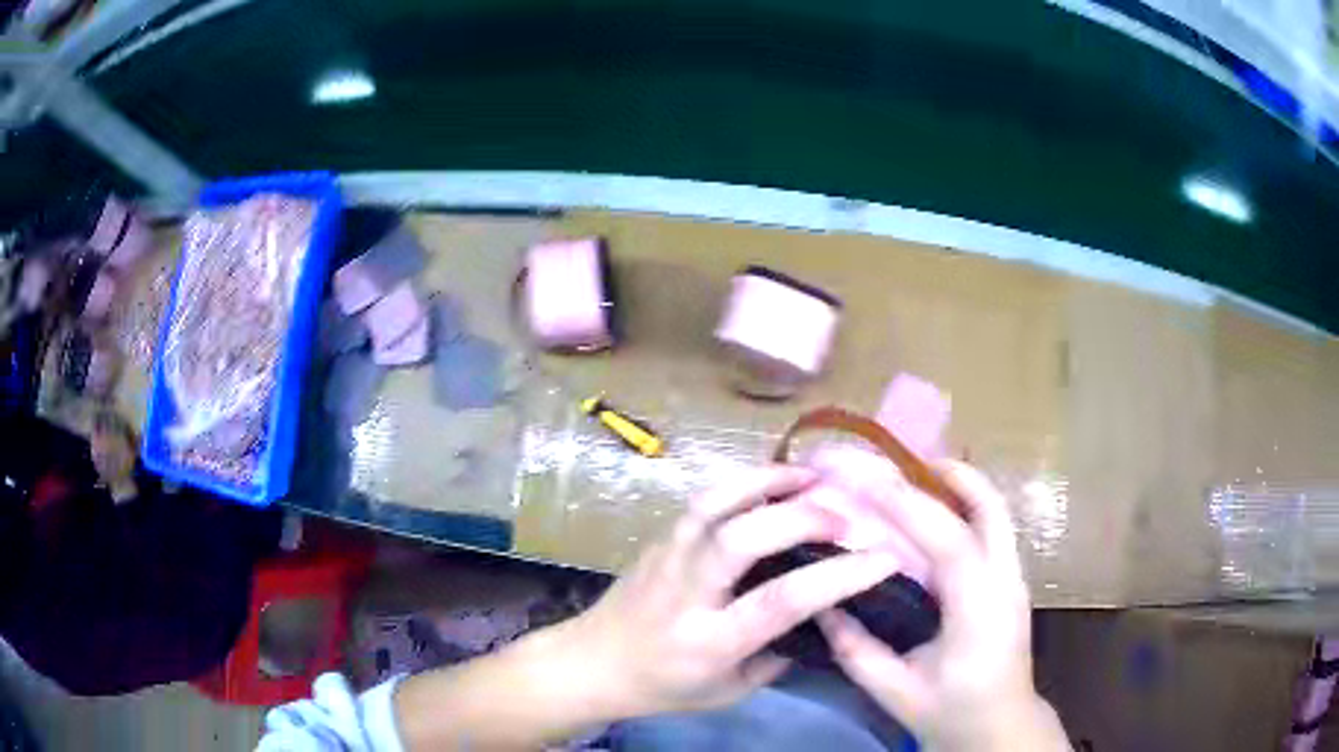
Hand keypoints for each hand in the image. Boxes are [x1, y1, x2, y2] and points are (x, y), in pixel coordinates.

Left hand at [567, 465, 903, 718]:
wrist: (590, 664)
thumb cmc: (663, 687)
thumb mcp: (729, 690)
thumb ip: (777, 656)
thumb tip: (823, 616)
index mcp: (709, 641)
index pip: (780, 603)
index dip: (837, 577)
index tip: (883, 558)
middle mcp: (687, 592)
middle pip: (742, 539)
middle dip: (801, 517)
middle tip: (844, 513)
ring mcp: (668, 557)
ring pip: (714, 504)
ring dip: (768, 482)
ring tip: (812, 474)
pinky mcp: (660, 538)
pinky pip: (703, 501)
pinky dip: (743, 483)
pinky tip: (772, 480)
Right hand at [816, 461, 1068, 750]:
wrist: (1002, 727)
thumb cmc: (953, 713)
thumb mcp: (896, 692)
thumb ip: (857, 650)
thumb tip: (822, 604)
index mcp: (980, 611)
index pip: (950, 541)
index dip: (908, 504)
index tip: (866, 478)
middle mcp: (1006, 582)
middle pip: (989, 506)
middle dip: (948, 474)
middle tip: (898, 464)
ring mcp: (1015, 577)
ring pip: (995, 511)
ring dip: (957, 486)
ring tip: (911, 480)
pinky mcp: (1012, 580)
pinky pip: (991, 528)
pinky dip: (962, 507)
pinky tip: (931, 518)